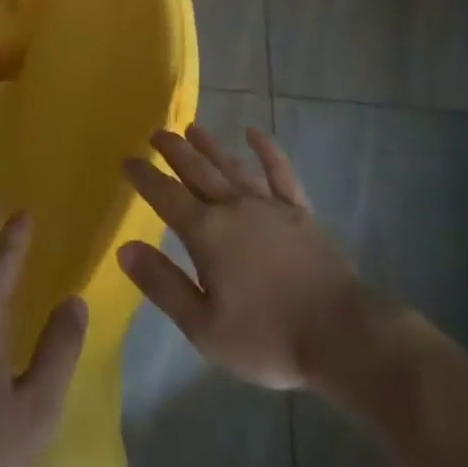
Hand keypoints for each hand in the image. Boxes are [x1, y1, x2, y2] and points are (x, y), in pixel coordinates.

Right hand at [118, 125, 394, 389]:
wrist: (342, 336)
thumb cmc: (267, 338)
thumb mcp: (203, 326)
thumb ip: (163, 284)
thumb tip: (125, 248)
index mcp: (207, 233)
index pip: (166, 196)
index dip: (144, 177)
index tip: (127, 160)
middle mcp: (234, 207)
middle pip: (197, 170)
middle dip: (174, 150)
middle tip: (156, 132)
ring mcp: (270, 205)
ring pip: (232, 165)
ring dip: (210, 145)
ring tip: (192, 128)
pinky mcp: (299, 212)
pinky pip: (280, 172)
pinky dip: (267, 151)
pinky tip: (255, 134)